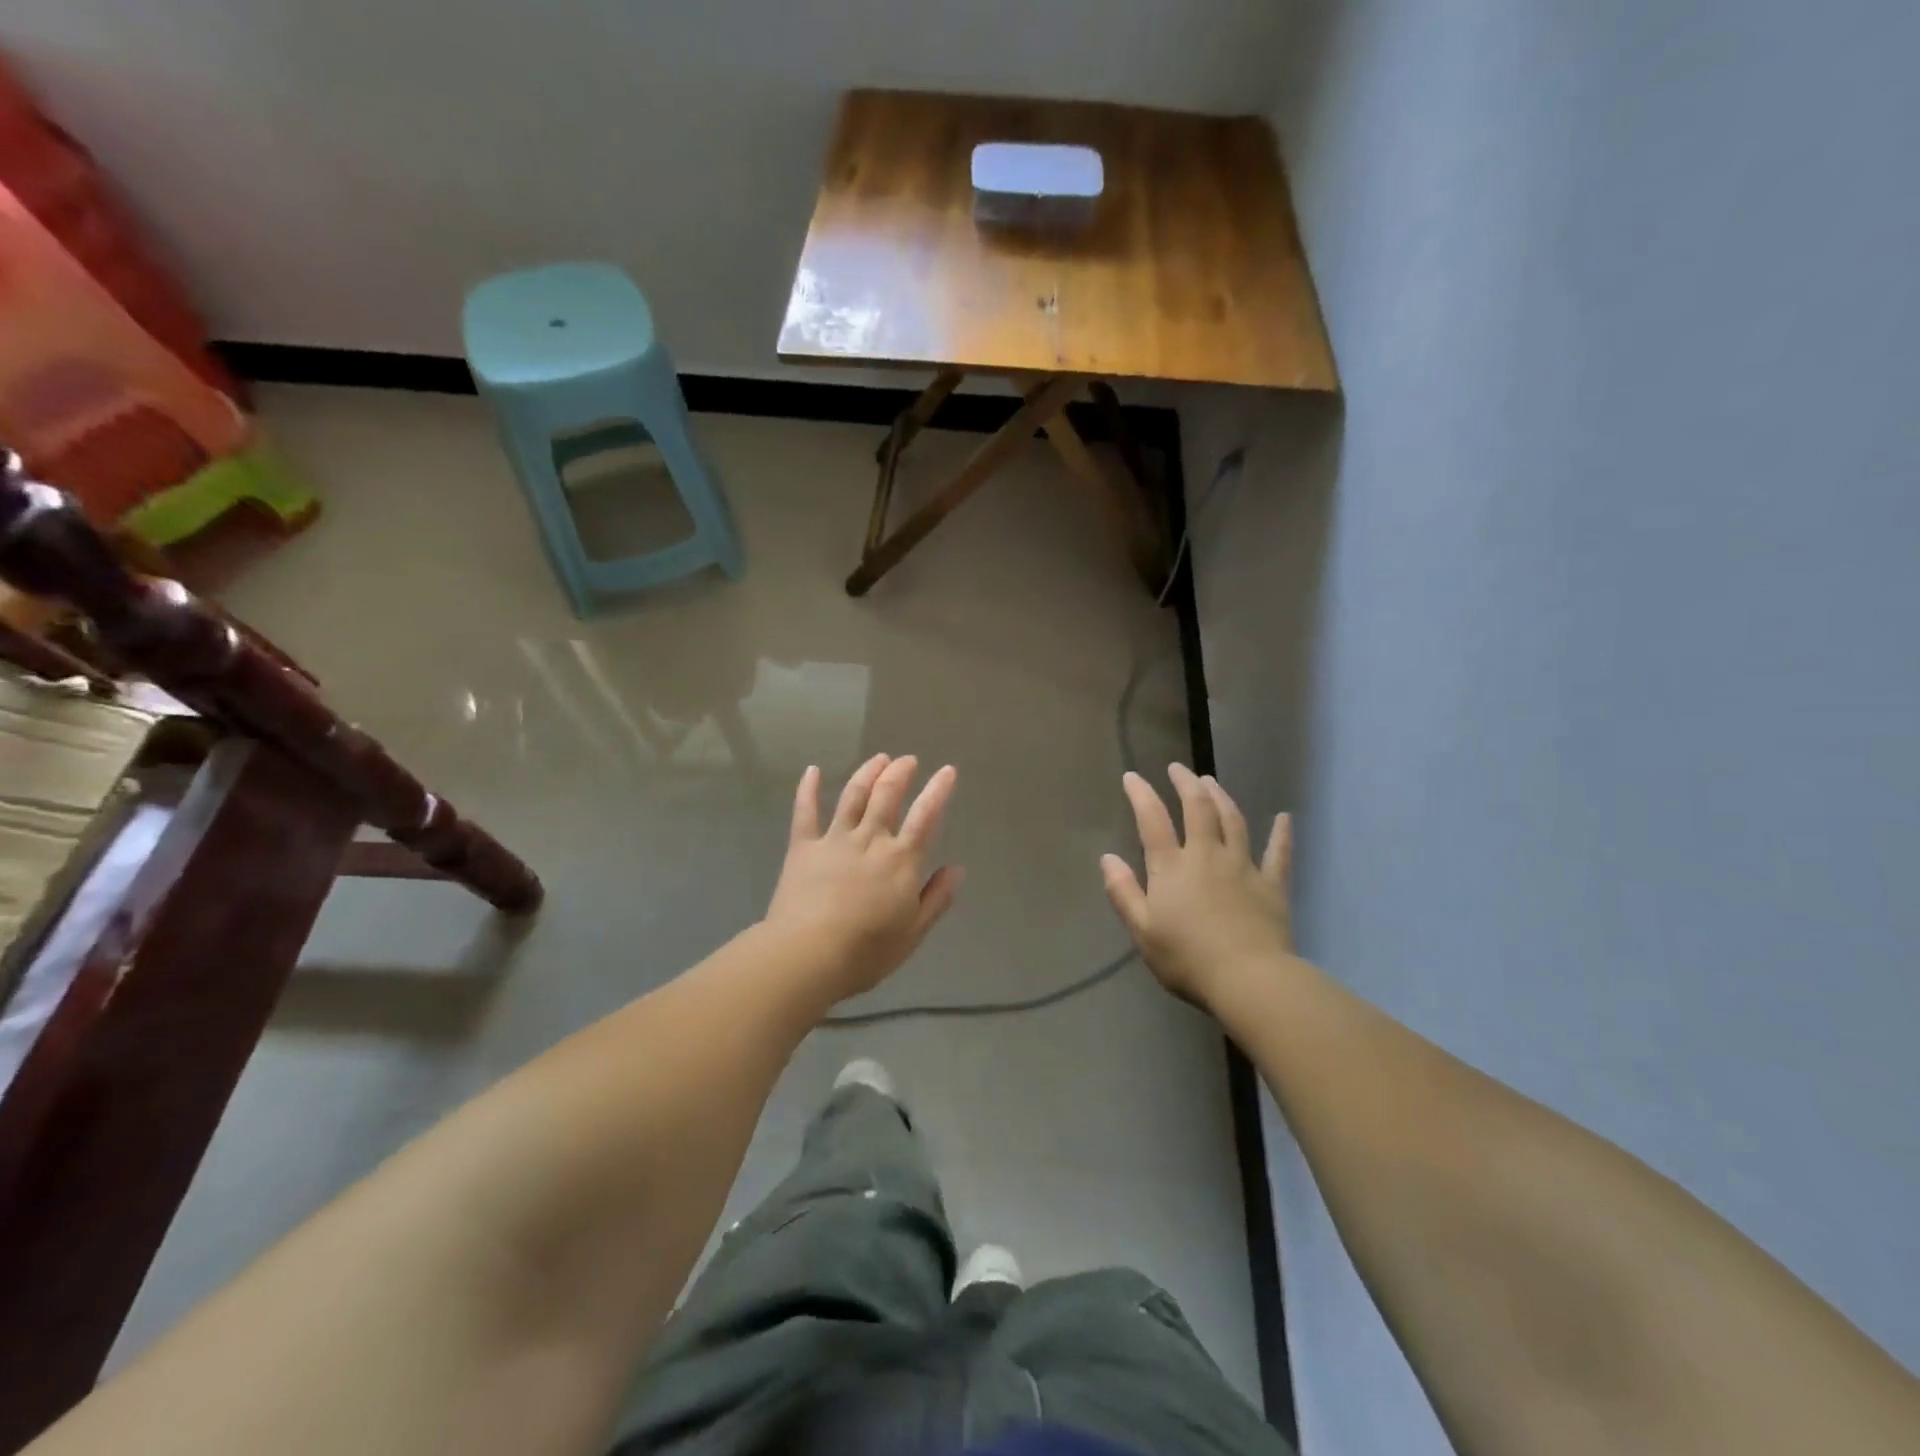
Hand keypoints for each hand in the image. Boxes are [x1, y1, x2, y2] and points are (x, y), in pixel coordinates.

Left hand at [764, 753, 962, 1002]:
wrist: (808, 955)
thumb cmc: (867, 951)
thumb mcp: (913, 932)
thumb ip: (936, 898)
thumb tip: (957, 869)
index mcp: (901, 860)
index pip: (925, 816)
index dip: (938, 790)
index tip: (947, 770)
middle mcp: (870, 840)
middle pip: (887, 795)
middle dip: (900, 773)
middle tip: (907, 760)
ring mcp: (834, 839)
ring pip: (853, 796)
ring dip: (867, 773)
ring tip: (878, 759)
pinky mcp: (803, 847)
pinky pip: (805, 812)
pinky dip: (808, 789)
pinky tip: (812, 771)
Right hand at [1101, 764, 1292, 1010]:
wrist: (1249, 980)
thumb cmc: (1187, 958)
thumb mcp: (1142, 930)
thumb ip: (1123, 892)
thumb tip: (1107, 858)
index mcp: (1172, 867)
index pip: (1152, 820)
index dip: (1141, 794)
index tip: (1132, 776)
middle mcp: (1207, 856)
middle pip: (1197, 809)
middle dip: (1186, 784)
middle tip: (1178, 768)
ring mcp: (1242, 867)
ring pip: (1233, 821)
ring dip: (1221, 797)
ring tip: (1211, 781)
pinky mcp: (1271, 885)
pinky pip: (1278, 854)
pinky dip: (1281, 834)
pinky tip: (1284, 817)